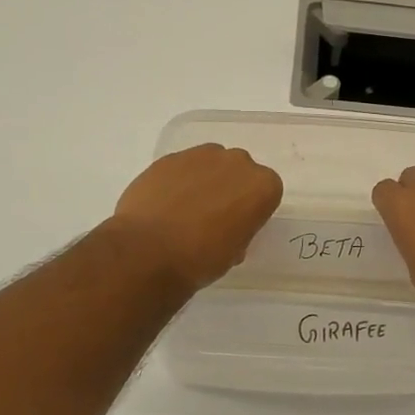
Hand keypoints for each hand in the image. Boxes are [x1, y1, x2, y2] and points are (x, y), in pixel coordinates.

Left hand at [108, 144, 282, 289]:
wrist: (148, 252)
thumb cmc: (202, 259)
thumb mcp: (235, 253)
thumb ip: (240, 229)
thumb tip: (227, 227)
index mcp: (262, 186)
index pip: (266, 192)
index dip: (251, 210)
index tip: (237, 227)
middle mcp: (237, 162)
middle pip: (239, 172)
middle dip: (229, 189)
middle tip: (212, 217)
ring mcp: (200, 156)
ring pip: (210, 164)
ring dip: (203, 181)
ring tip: (184, 211)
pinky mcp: (169, 158)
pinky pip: (181, 168)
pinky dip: (177, 182)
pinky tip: (164, 206)